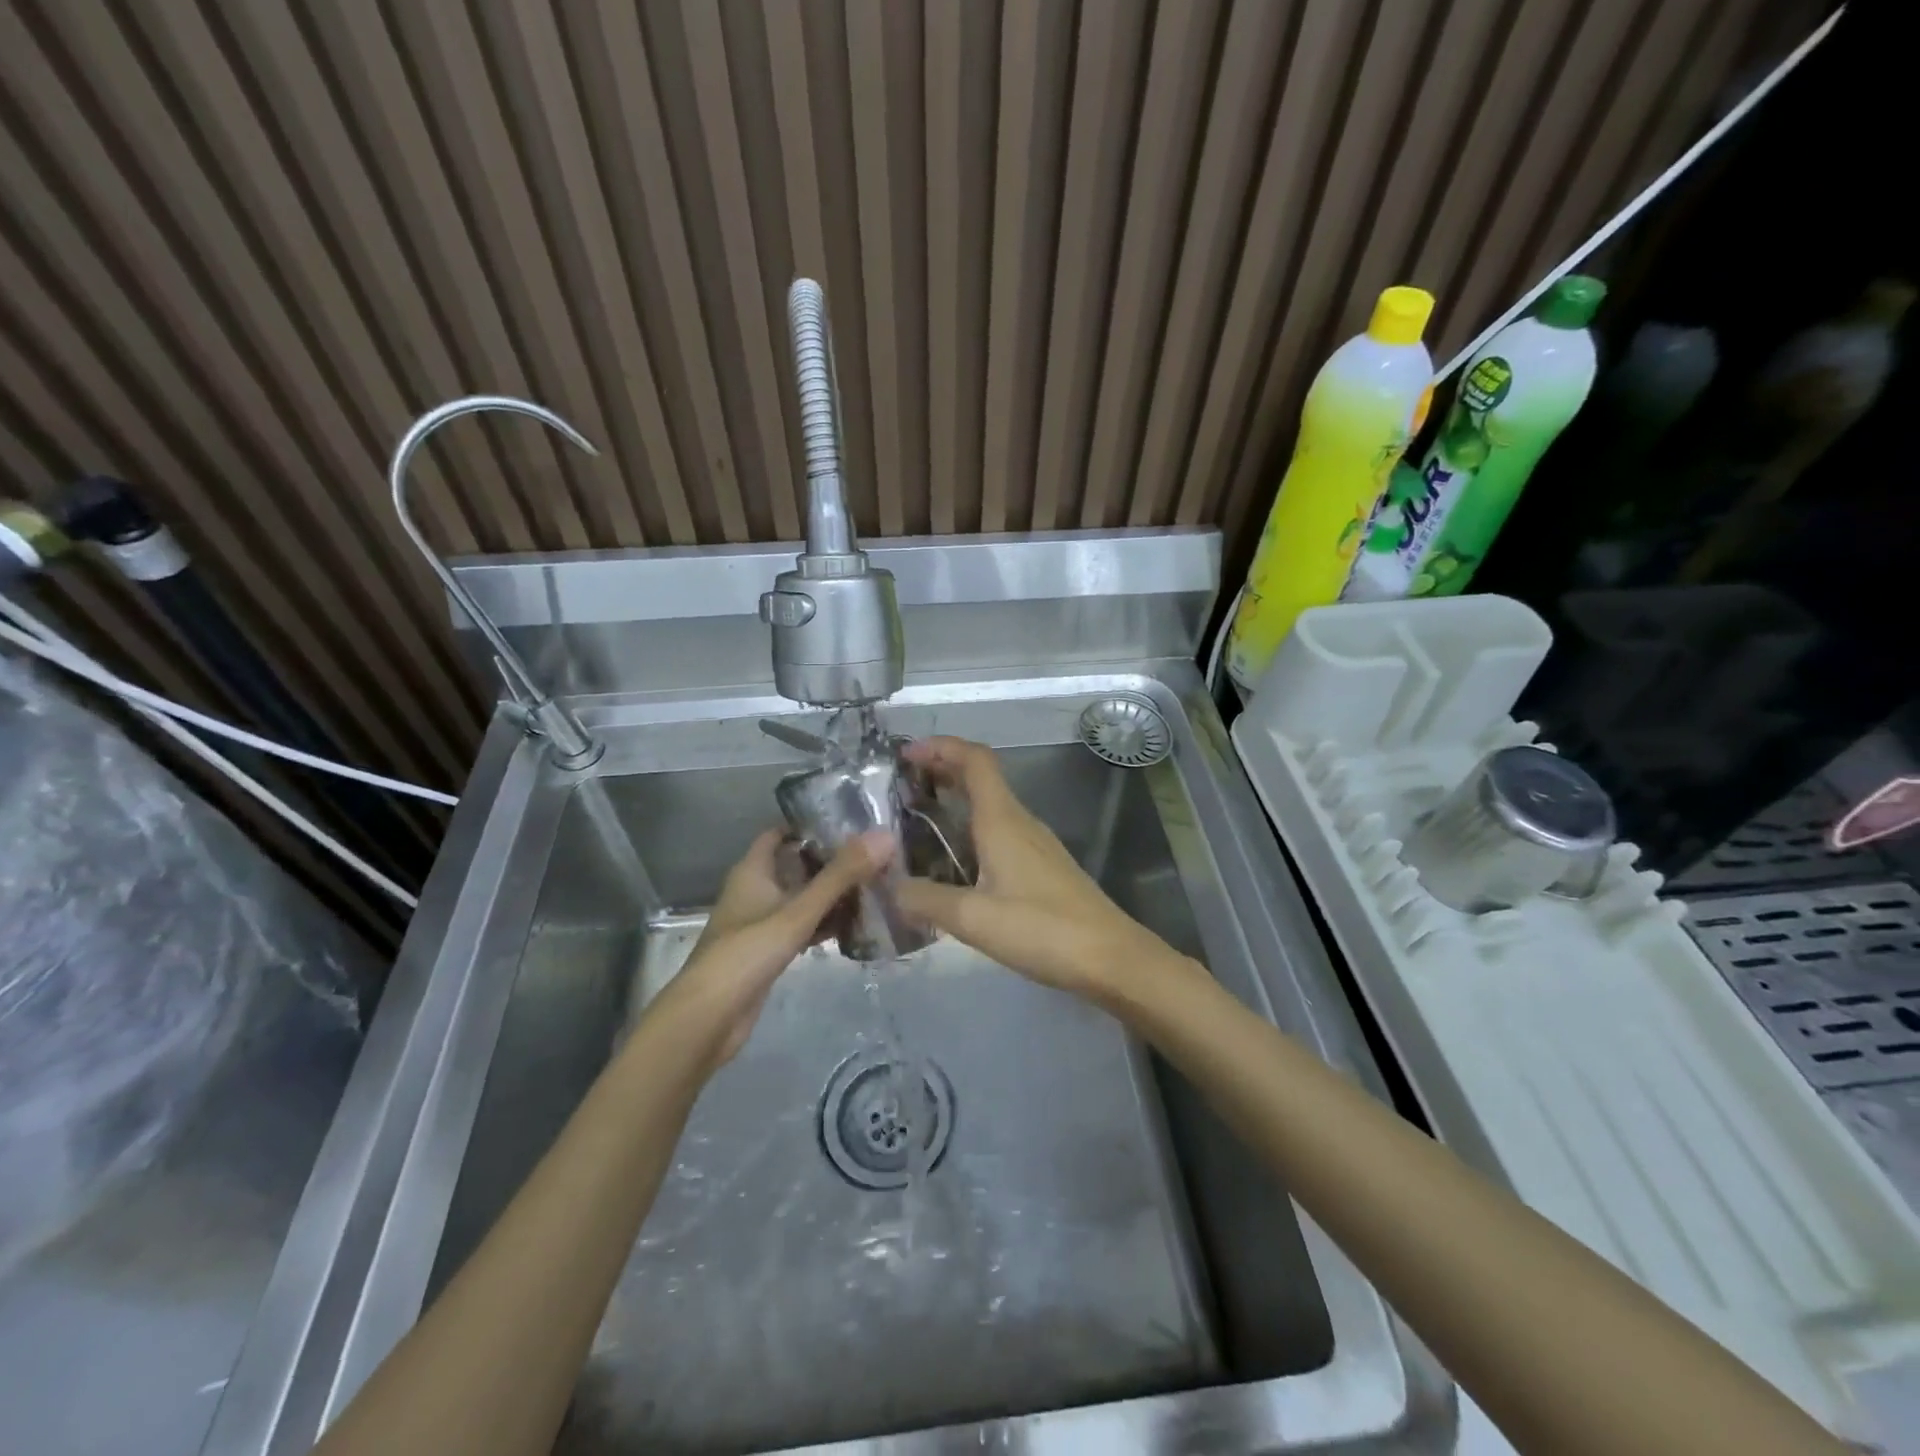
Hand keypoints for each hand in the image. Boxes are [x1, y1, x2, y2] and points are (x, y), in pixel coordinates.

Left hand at [667, 827, 892, 1066]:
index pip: (780, 834)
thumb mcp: (798, 911)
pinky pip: (802, 927)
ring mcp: (761, 923)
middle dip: (830, 860)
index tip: (850, 822)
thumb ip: (841, 875)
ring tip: (874, 885)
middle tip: (873, 855)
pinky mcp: (768, 952)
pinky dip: (824, 923)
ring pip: (801, 898)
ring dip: (830, 894)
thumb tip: (884, 836)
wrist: (709, 1018)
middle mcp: (755, 891)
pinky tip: (855, 926)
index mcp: (752, 871)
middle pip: (795, 865)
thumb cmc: (747, 953)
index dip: (809, 825)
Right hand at [893, 737, 1169, 999]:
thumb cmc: (1043, 930)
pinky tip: (952, 864)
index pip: (974, 760)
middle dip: (940, 771)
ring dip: (954, 802)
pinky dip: (969, 830)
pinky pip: (998, 832)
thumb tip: (888, 886)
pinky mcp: (1040, 868)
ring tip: (915, 824)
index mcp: (1003, 820)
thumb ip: (926, 900)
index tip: (905, 755)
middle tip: (899, 788)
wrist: (1111, 958)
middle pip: (980, 778)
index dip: (940, 746)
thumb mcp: (974, 919)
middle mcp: (1019, 822)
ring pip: (989, 806)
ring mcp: (1034, 845)